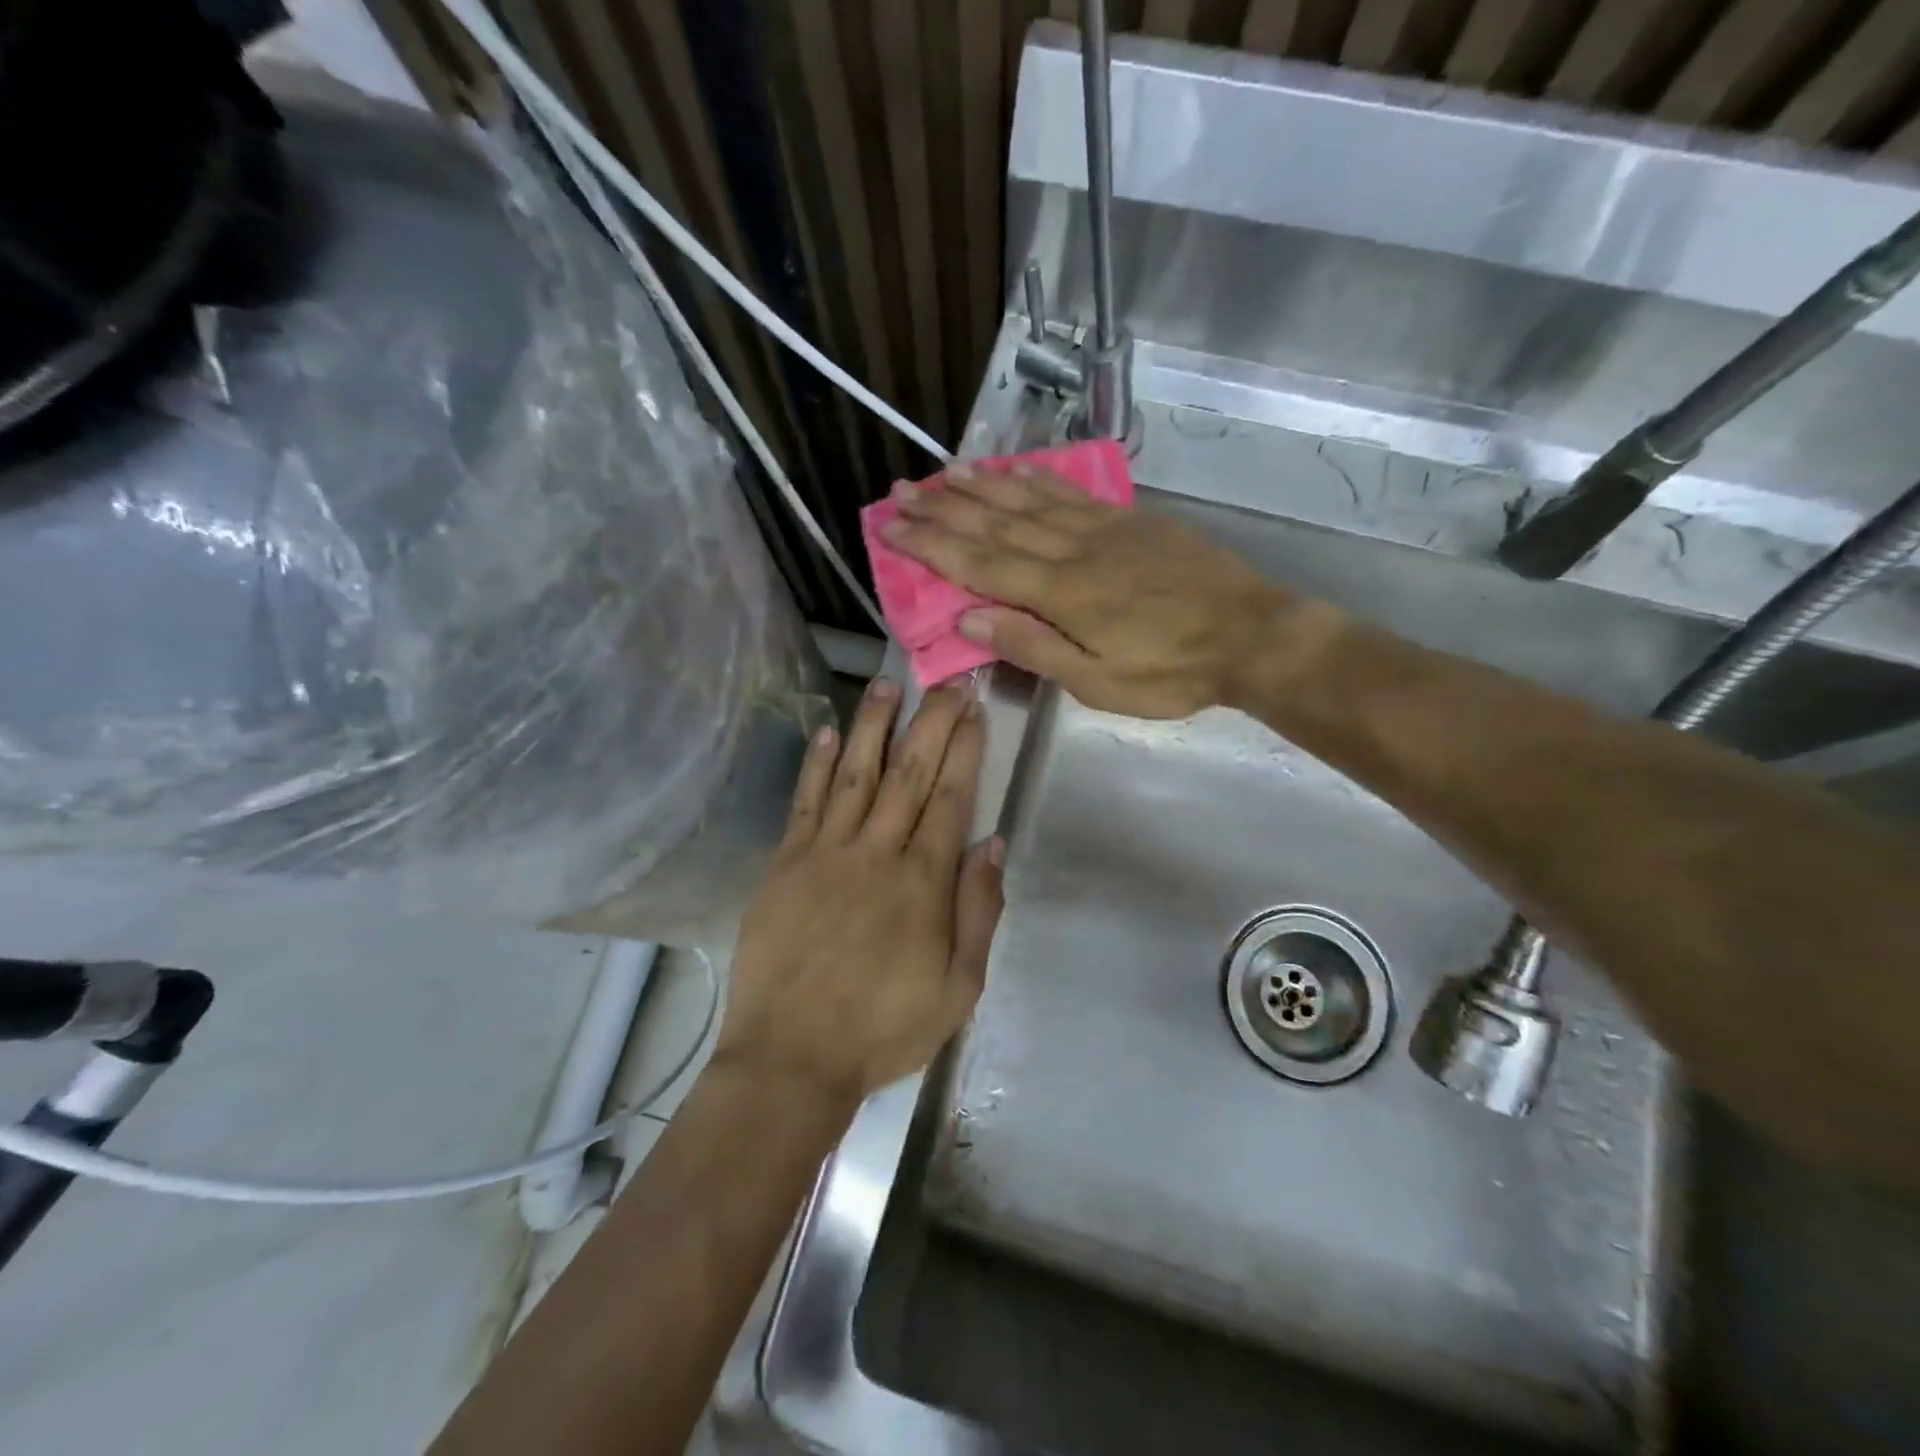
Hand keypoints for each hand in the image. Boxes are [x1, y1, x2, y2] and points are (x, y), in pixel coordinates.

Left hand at [716, 681, 1004, 1109]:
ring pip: (856, 774)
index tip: (976, 710)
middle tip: (947, 681)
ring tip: (888, 683)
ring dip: (875, 725)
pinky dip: (817, 763)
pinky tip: (829, 729)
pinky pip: (804, 802)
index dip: (965, 749)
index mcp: (922, 882)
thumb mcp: (959, 989)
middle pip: (909, 773)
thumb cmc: (883, 1029)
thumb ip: (979, 911)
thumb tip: (992, 842)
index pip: (951, 798)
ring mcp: (825, 853)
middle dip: (932, 722)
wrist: (790, 1058)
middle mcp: (876, 853)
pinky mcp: (784, 863)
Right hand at [882, 466, 1286, 717]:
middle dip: (943, 509)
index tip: (890, 527)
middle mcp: (1072, 550)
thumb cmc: (1171, 672)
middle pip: (996, 524)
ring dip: (982, 487)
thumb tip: (967, 621)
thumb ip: (1032, 647)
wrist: (1251, 635)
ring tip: (944, 472)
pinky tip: (1016, 470)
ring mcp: (1103, 530)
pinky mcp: (1130, 521)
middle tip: (900, 493)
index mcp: (1060, 594)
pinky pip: (1072, 493)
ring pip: (1030, 501)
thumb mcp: (1097, 682)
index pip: (979, 564)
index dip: (930, 545)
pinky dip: (1037, 479)